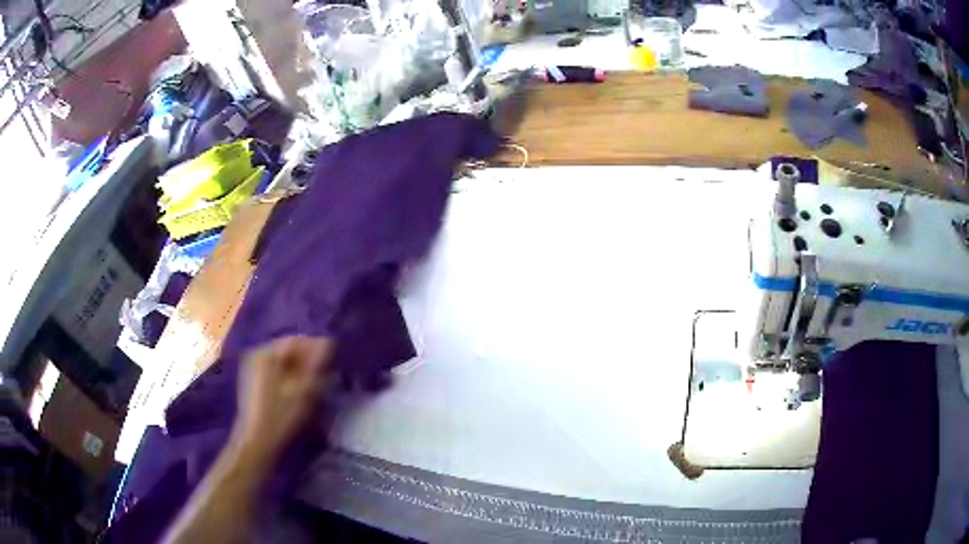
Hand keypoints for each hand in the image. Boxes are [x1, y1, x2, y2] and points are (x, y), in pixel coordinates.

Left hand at [230, 336, 334, 465]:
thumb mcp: (304, 390)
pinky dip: (291, 379)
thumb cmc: (281, 416)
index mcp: (265, 353)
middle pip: (289, 351)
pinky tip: (301, 393)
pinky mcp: (255, 384)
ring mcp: (253, 369)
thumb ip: (317, 364)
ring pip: (285, 364)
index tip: (333, 362)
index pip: (297, 341)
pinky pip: (278, 373)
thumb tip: (329, 343)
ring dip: (302, 371)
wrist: (258, 443)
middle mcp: (257, 355)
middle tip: (327, 376)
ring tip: (317, 386)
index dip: (317, 349)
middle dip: (309, 361)